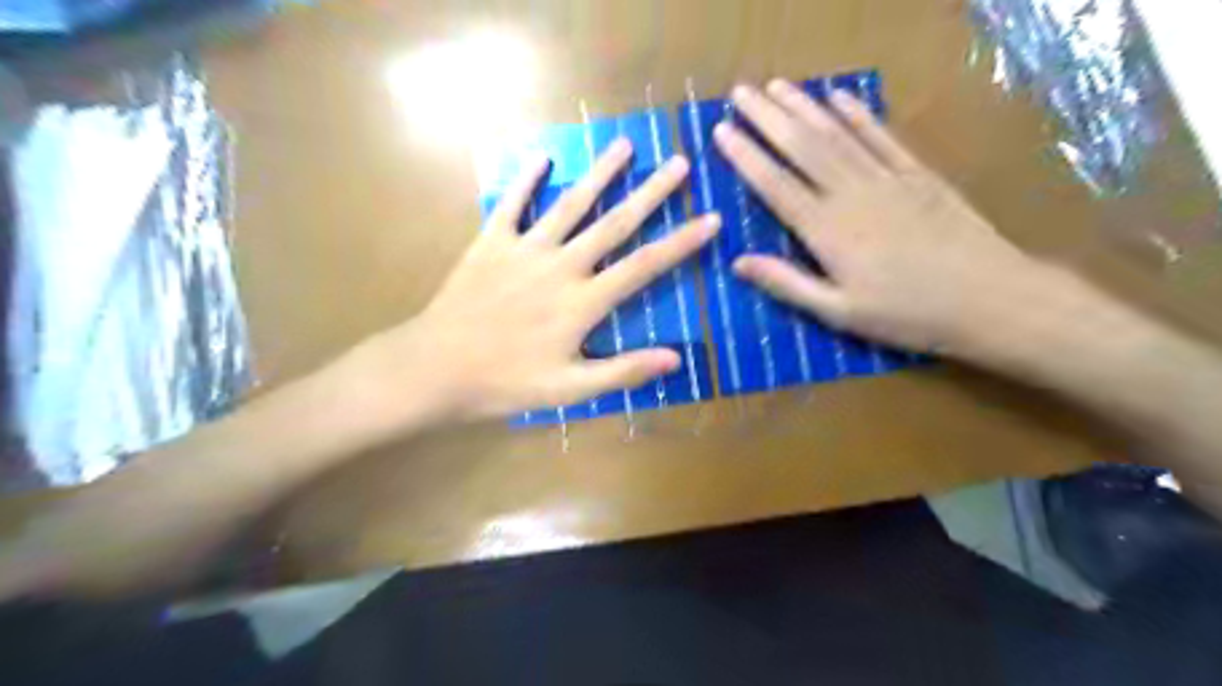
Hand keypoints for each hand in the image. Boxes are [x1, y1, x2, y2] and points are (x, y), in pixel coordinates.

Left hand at [368, 138, 717, 422]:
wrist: (436, 368)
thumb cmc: (506, 383)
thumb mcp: (571, 389)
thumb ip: (623, 371)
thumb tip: (676, 359)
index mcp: (582, 302)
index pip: (644, 266)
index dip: (681, 243)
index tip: (710, 219)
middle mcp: (560, 265)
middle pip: (614, 223)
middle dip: (651, 193)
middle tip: (678, 164)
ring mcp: (524, 249)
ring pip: (570, 204)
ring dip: (599, 173)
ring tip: (624, 146)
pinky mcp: (491, 242)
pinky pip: (511, 203)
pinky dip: (526, 178)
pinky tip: (541, 156)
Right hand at [718, 80, 1037, 353]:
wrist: (988, 297)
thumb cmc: (906, 314)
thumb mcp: (838, 312)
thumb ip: (787, 284)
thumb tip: (738, 262)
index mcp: (827, 230)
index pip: (775, 184)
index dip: (746, 156)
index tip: (721, 131)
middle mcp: (851, 194)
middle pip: (801, 147)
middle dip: (766, 117)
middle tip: (739, 92)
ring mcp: (887, 178)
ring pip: (836, 134)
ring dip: (804, 107)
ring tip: (776, 85)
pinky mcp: (917, 174)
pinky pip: (881, 136)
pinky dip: (858, 114)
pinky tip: (839, 97)